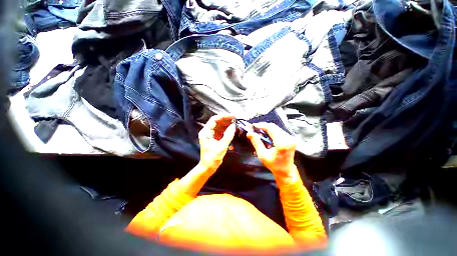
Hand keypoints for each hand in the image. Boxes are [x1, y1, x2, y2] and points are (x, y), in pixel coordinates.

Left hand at [198, 115, 235, 171]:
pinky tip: (232, 130)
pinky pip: (221, 131)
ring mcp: (210, 135)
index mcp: (206, 132)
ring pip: (219, 126)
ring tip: (236, 124)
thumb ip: (228, 135)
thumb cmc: (213, 157)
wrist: (208, 167)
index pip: (214, 119)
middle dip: (226, 120)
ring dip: (227, 125)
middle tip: (236, 120)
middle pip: (217, 122)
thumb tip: (233, 125)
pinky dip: (226, 130)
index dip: (224, 116)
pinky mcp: (214, 138)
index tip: (233, 116)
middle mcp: (207, 132)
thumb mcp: (222, 146)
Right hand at [247, 123, 298, 184]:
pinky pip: (279, 131)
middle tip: (254, 128)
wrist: (286, 170)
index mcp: (282, 143)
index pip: (271, 128)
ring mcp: (291, 138)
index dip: (261, 125)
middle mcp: (289, 139)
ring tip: (259, 131)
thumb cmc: (274, 165)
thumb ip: (256, 142)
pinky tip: (266, 134)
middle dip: (263, 126)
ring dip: (267, 128)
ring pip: (276, 128)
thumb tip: (249, 133)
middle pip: (274, 127)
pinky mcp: (290, 138)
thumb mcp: (262, 155)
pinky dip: (271, 131)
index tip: (253, 126)